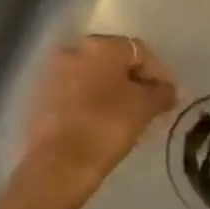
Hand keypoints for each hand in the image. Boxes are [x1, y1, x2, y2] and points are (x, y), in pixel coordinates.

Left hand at [20, 34, 178, 194]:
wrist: (58, 163)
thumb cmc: (106, 126)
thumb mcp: (144, 108)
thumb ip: (161, 93)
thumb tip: (168, 90)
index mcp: (100, 45)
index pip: (139, 51)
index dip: (158, 73)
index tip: (168, 98)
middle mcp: (73, 49)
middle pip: (113, 61)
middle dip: (133, 81)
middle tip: (149, 106)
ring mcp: (53, 72)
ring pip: (92, 76)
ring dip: (111, 91)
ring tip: (127, 117)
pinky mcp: (40, 96)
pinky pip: (74, 92)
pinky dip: (90, 102)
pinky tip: (101, 123)